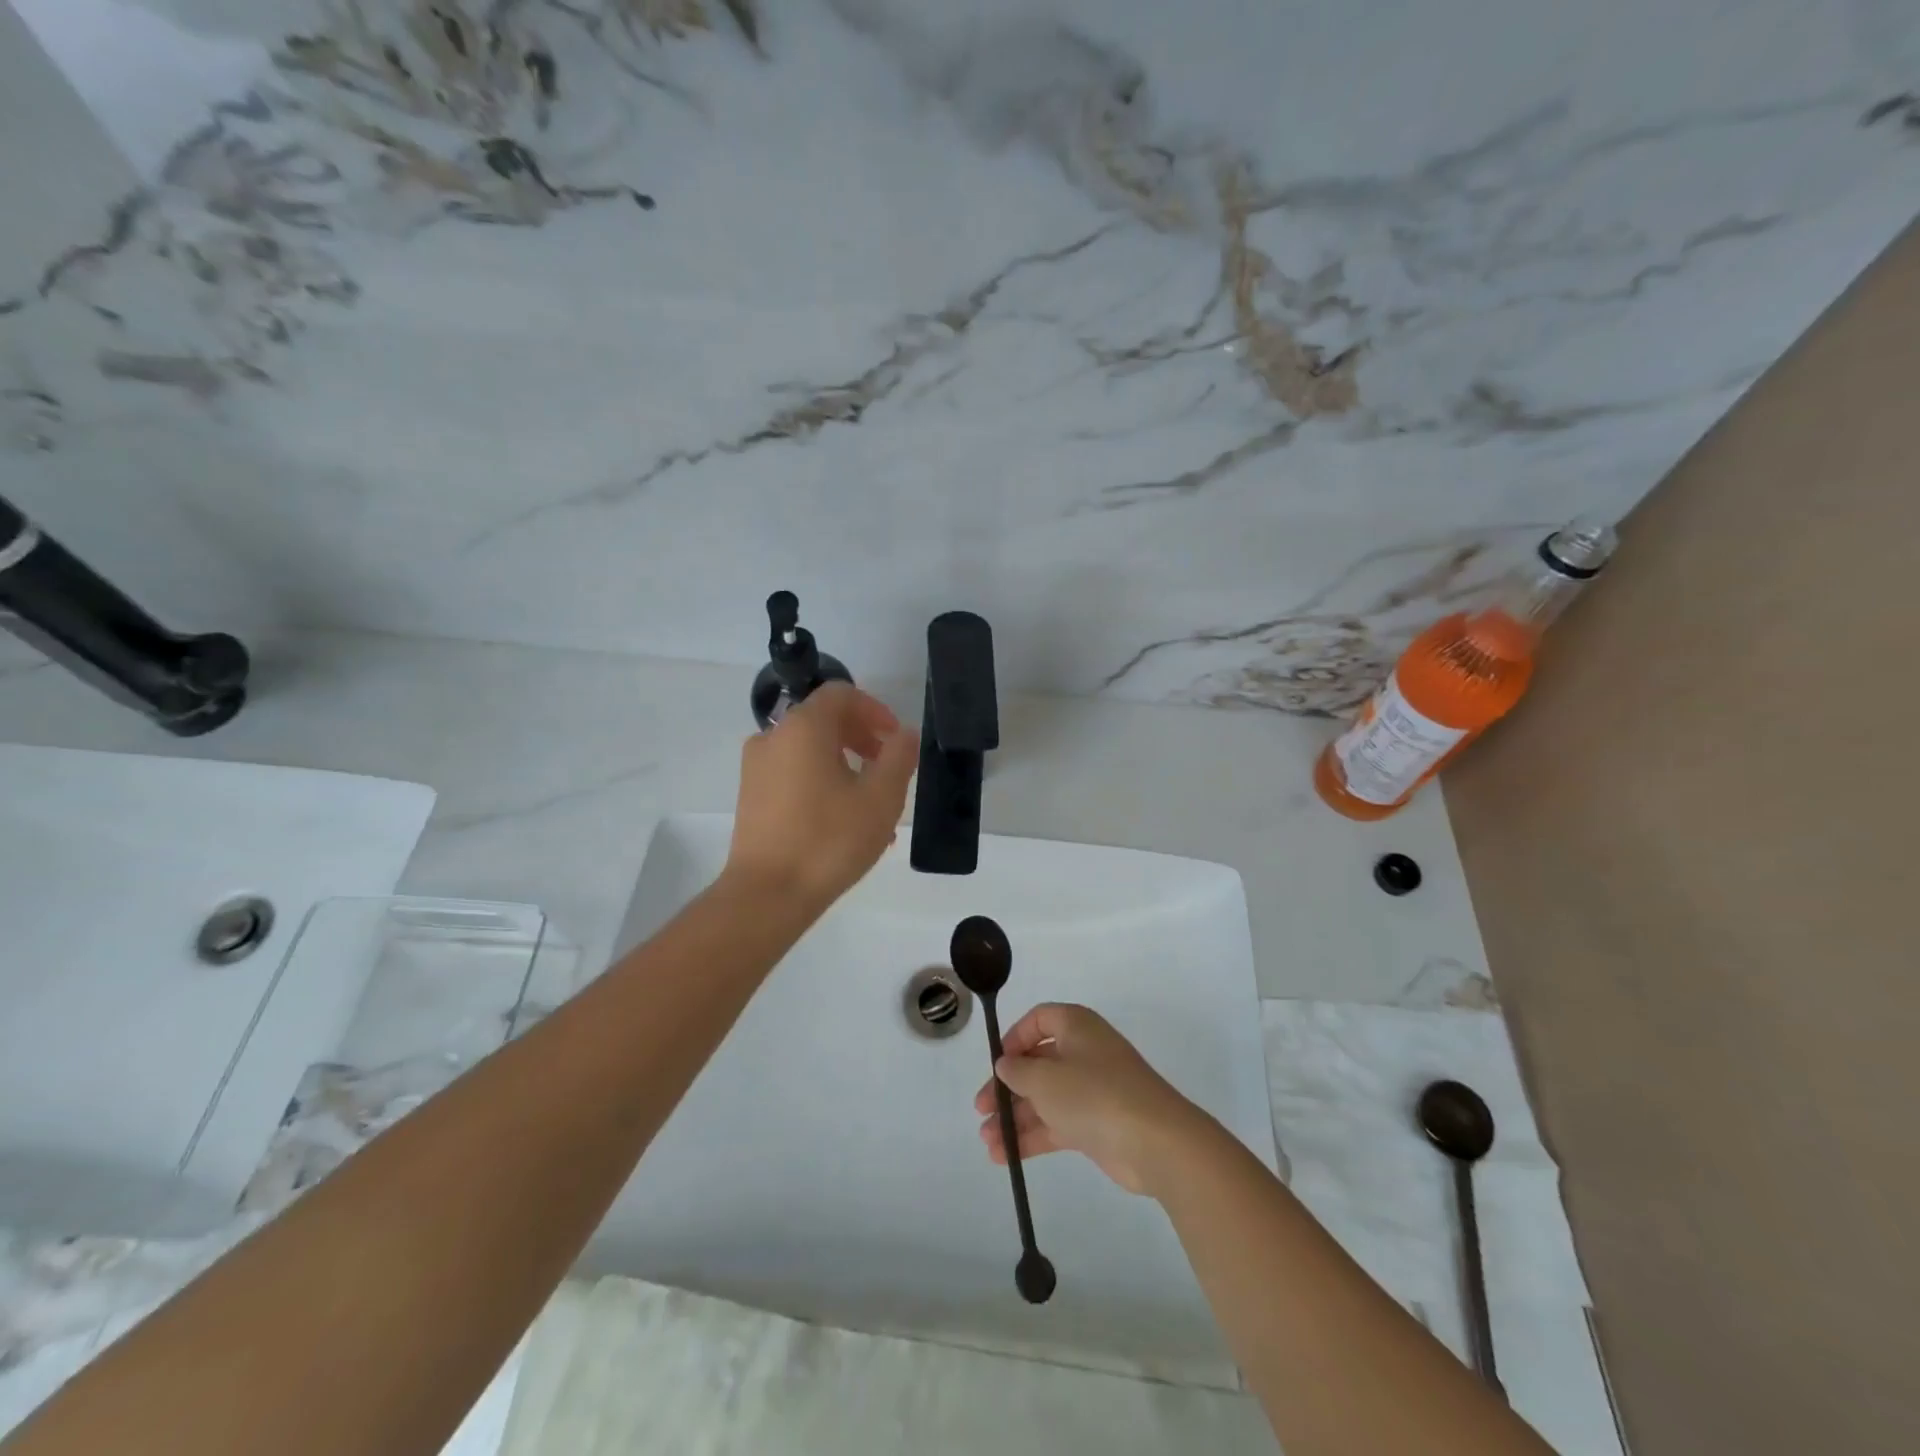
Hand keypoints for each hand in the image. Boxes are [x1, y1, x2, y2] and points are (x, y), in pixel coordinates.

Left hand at [726, 682, 919, 910]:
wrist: (767, 895)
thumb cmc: (829, 840)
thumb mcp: (881, 798)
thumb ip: (899, 757)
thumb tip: (903, 735)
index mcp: (803, 727)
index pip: (841, 694)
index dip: (875, 710)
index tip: (895, 739)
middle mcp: (773, 737)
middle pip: (824, 720)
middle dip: (862, 738)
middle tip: (888, 769)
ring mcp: (757, 768)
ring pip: (811, 751)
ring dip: (846, 766)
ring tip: (873, 804)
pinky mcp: (751, 796)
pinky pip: (794, 774)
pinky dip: (823, 782)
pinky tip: (845, 822)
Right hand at [973, 1003, 1207, 1196]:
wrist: (1156, 1142)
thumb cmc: (1095, 1094)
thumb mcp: (1046, 1078)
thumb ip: (1018, 1071)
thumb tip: (1006, 1064)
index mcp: (1076, 1026)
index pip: (1039, 1020)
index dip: (1014, 1038)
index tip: (997, 1064)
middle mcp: (1084, 1052)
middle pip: (1038, 1063)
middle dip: (1007, 1087)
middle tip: (981, 1109)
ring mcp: (1092, 1090)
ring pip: (1045, 1098)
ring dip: (1015, 1117)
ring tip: (987, 1141)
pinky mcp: (1097, 1124)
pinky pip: (1057, 1124)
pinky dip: (1033, 1137)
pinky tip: (1005, 1156)